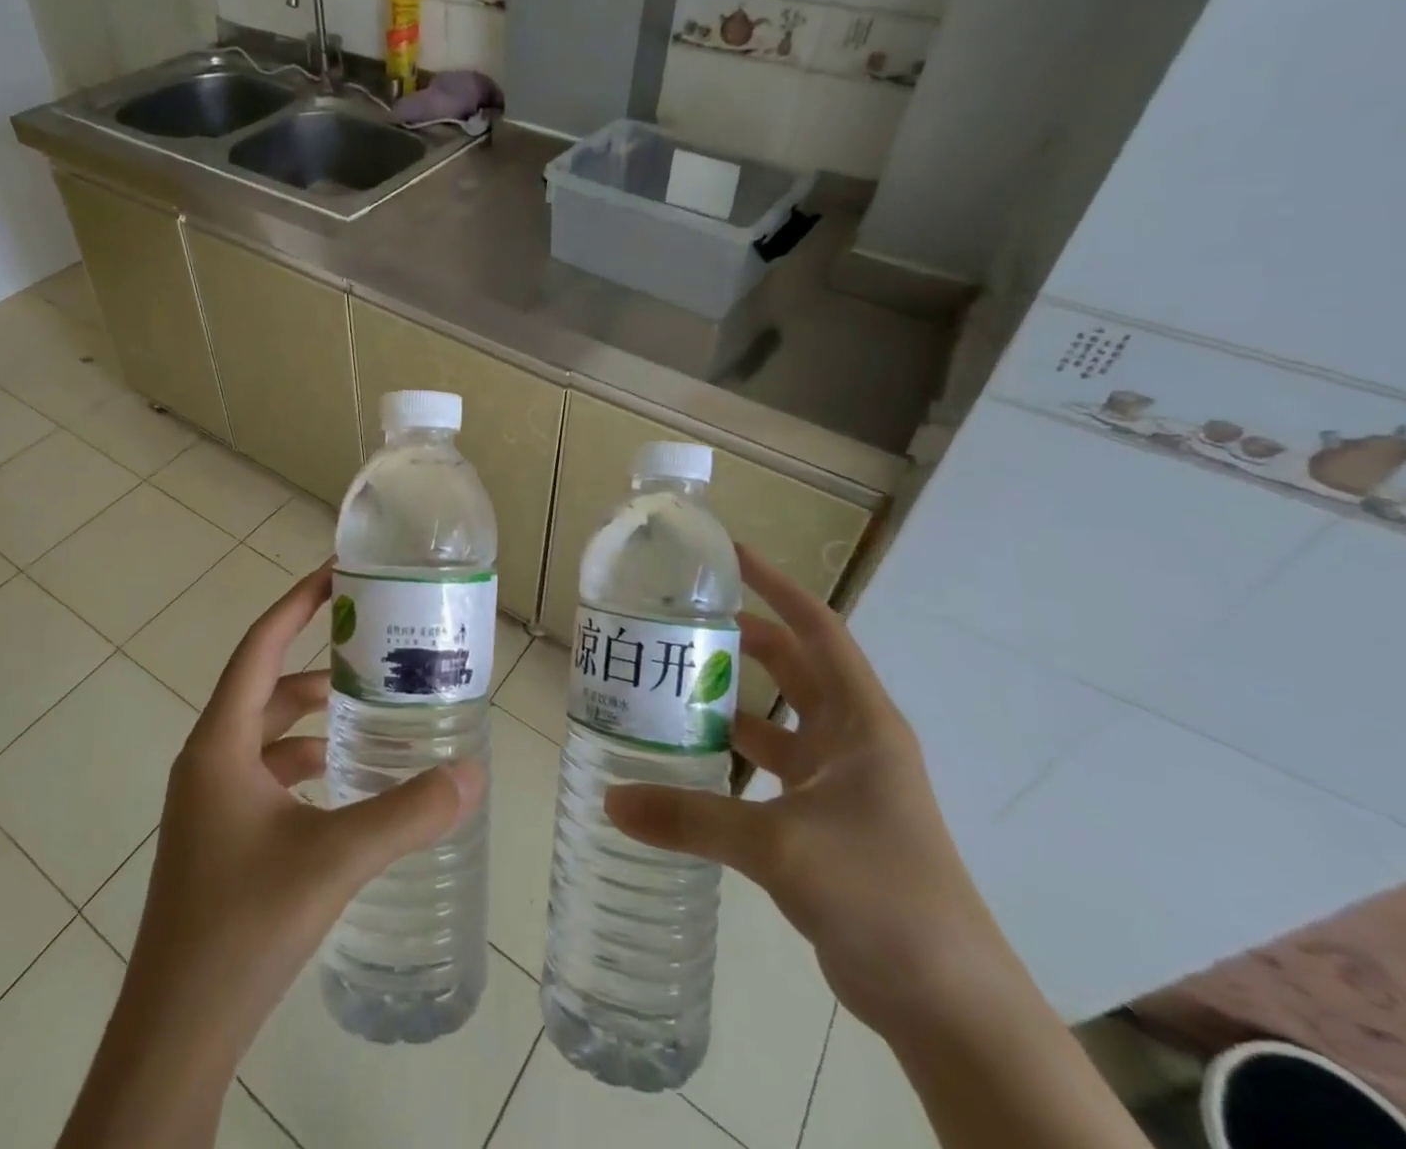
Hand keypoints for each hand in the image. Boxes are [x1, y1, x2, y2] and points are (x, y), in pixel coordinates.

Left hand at [59, 562, 483, 1148]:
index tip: (336, 574)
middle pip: (266, 687)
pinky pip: (267, 775)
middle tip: (373, 646)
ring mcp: (211, 803)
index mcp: (220, 744)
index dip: (296, 604)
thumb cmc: (242, 926)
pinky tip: (346, 779)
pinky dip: (305, 762)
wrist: (174, 1035)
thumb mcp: (334, 859)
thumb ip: (407, 813)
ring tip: (371, 710)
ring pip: (268, 735)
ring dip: (313, 717)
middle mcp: (209, 761)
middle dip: (317, 663)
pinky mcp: (221, 838)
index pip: (259, 647)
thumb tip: (472, 774)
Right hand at [605, 547, 1007, 1036]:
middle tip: (681, 622)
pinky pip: (771, 769)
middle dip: (743, 639)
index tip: (729, 556)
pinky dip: (734, 756)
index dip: (776, 586)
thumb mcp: (780, 846)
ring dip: (734, 700)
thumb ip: (692, 818)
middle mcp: (852, 740)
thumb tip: (611, 800)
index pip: (817, 629)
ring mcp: (841, 783)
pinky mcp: (825, 822)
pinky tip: (690, 760)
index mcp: (860, 721)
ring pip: (778, 720)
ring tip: (672, 683)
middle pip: (793, 668)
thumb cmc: (880, 894)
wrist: (948, 1003)